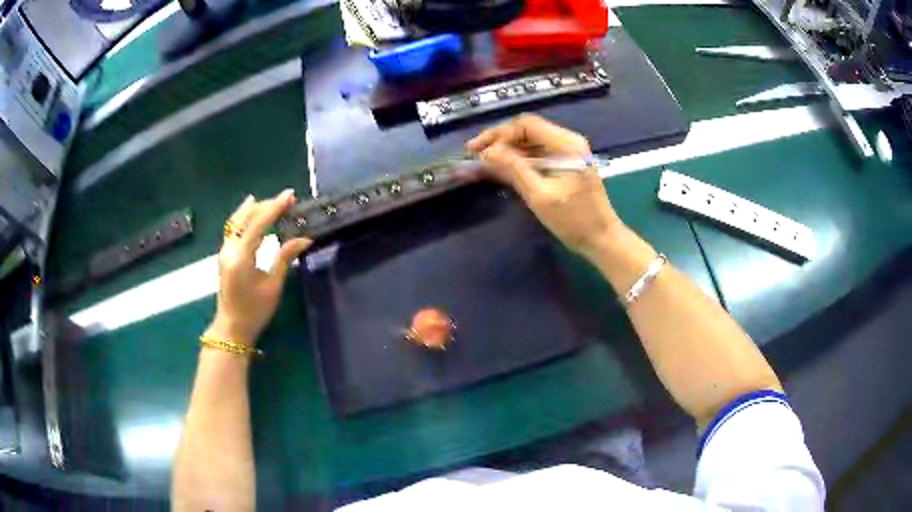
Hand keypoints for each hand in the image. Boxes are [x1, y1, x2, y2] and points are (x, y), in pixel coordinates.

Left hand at [206, 190, 311, 344]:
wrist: (232, 328)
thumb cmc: (254, 311)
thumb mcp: (273, 286)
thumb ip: (285, 258)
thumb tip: (304, 238)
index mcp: (242, 256)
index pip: (259, 223)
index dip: (275, 207)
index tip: (290, 195)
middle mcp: (229, 249)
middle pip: (245, 217)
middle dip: (265, 205)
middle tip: (285, 199)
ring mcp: (224, 252)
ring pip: (236, 221)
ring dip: (253, 209)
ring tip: (269, 202)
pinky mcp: (224, 256)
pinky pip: (233, 229)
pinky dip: (244, 218)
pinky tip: (250, 214)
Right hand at [466, 114, 622, 256]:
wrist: (602, 239)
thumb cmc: (574, 220)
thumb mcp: (540, 195)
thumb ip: (513, 169)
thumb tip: (487, 152)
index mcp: (566, 144)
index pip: (525, 124)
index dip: (498, 134)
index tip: (476, 149)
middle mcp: (568, 141)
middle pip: (527, 130)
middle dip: (499, 140)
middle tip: (474, 154)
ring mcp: (568, 152)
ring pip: (530, 141)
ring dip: (507, 149)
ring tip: (483, 162)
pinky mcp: (565, 163)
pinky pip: (537, 154)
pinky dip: (518, 159)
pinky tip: (501, 168)